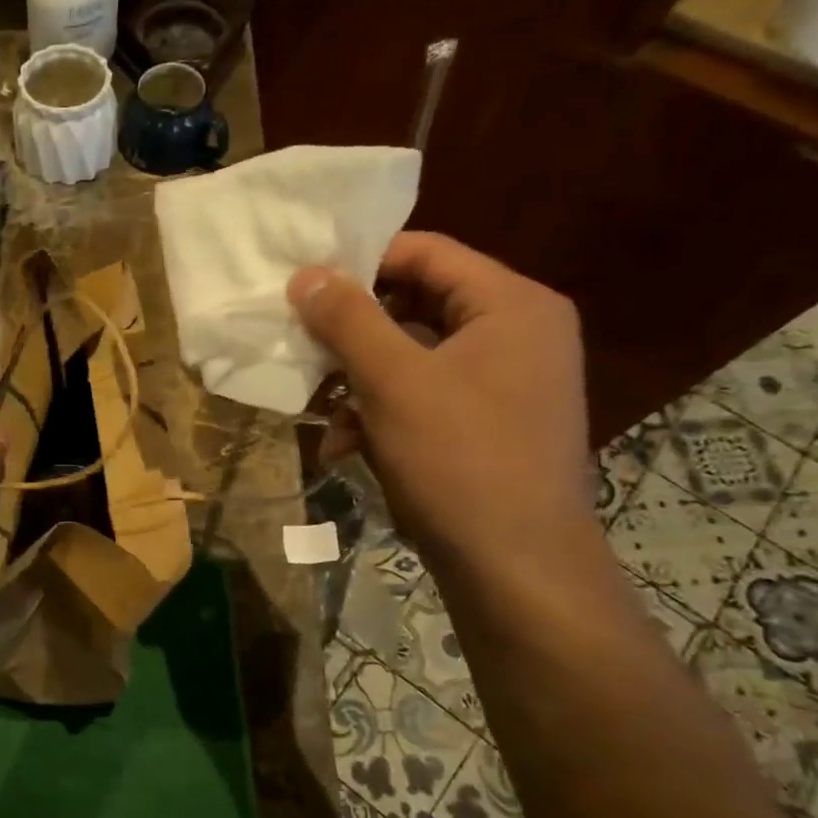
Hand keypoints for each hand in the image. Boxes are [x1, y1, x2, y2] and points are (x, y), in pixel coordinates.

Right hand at [289, 232, 594, 577]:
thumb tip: (305, 274)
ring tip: (321, 414)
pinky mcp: (486, 424)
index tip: (302, 285)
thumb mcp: (393, 381)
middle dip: (353, 334)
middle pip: (416, 306)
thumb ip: (347, 319)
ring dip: (358, 382)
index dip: (360, 262)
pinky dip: (380, 414)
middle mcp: (516, 333)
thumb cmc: (458, 458)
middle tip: (301, 346)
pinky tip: (345, 448)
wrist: (515, 565)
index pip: (426, 252)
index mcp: (511, 305)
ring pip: (412, 357)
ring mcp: (503, 382)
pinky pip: (423, 397)